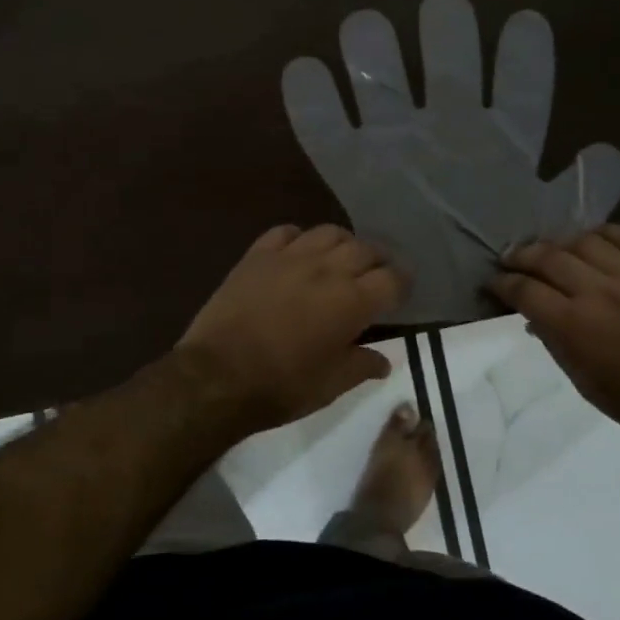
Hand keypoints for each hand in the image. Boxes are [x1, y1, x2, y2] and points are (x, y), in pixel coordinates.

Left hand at [177, 224, 406, 432]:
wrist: (217, 376)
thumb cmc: (281, 386)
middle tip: (377, 275)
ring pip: (329, 232)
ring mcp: (290, 257)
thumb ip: (362, 366)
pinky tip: (299, 252)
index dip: (403, 283)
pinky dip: (300, 238)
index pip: (392, 279)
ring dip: (343, 244)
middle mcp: (327, 269)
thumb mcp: (331, 385)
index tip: (402, 292)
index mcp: (351, 302)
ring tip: (342, 259)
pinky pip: (286, 232)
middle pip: (365, 249)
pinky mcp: (257, 255)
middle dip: (378, 261)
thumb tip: (384, 360)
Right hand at [488, 225, 619, 438]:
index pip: (525, 291)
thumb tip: (534, 317)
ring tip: (551, 248)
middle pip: (548, 257)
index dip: (502, 284)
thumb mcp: (582, 381)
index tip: (493, 282)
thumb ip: (555, 342)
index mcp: (573, 325)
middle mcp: (597, 292)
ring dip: (560, 241)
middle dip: (521, 255)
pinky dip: (604, 233)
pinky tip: (592, 238)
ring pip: (584, 241)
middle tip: (510, 258)